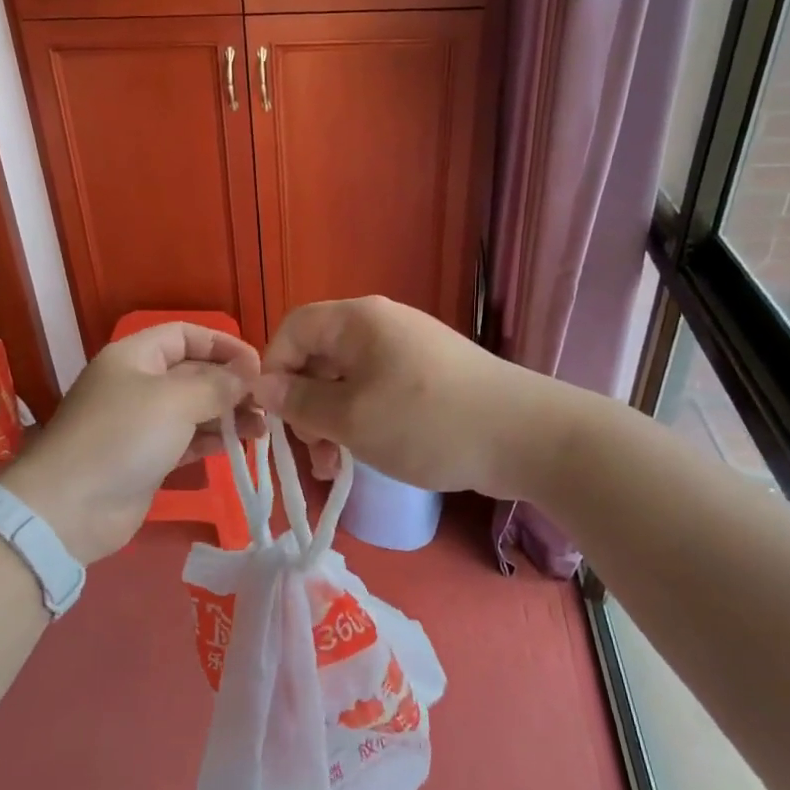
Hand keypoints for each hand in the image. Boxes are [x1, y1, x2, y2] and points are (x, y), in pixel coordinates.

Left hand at [0, 322, 261, 562]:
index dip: (222, 344)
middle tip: (267, 402)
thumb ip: (217, 384)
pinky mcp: (148, 458)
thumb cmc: (122, 436)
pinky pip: (188, 440)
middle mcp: (139, 384)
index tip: (257, 366)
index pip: (186, 335)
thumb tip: (249, 372)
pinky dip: (213, 440)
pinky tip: (241, 445)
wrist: (69, 508)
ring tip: (263, 428)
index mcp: (136, 356)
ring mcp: (142, 423)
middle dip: (231, 384)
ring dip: (228, 414)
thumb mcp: (175, 400)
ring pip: (194, 409)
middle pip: (193, 372)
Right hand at [251, 296, 551, 497]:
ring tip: (334, 468)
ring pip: (347, 381)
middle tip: (313, 451)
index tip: (274, 417)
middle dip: (305, 405)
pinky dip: (362, 421)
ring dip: (332, 421)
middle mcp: (380, 326)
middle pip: (319, 356)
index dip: (274, 370)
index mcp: (358, 321)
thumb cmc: (427, 422)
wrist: (525, 436)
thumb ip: (301, 402)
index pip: (293, 328)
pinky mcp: (427, 377)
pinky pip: (377, 392)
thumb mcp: (353, 418)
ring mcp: (407, 350)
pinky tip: (364, 458)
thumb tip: (263, 387)